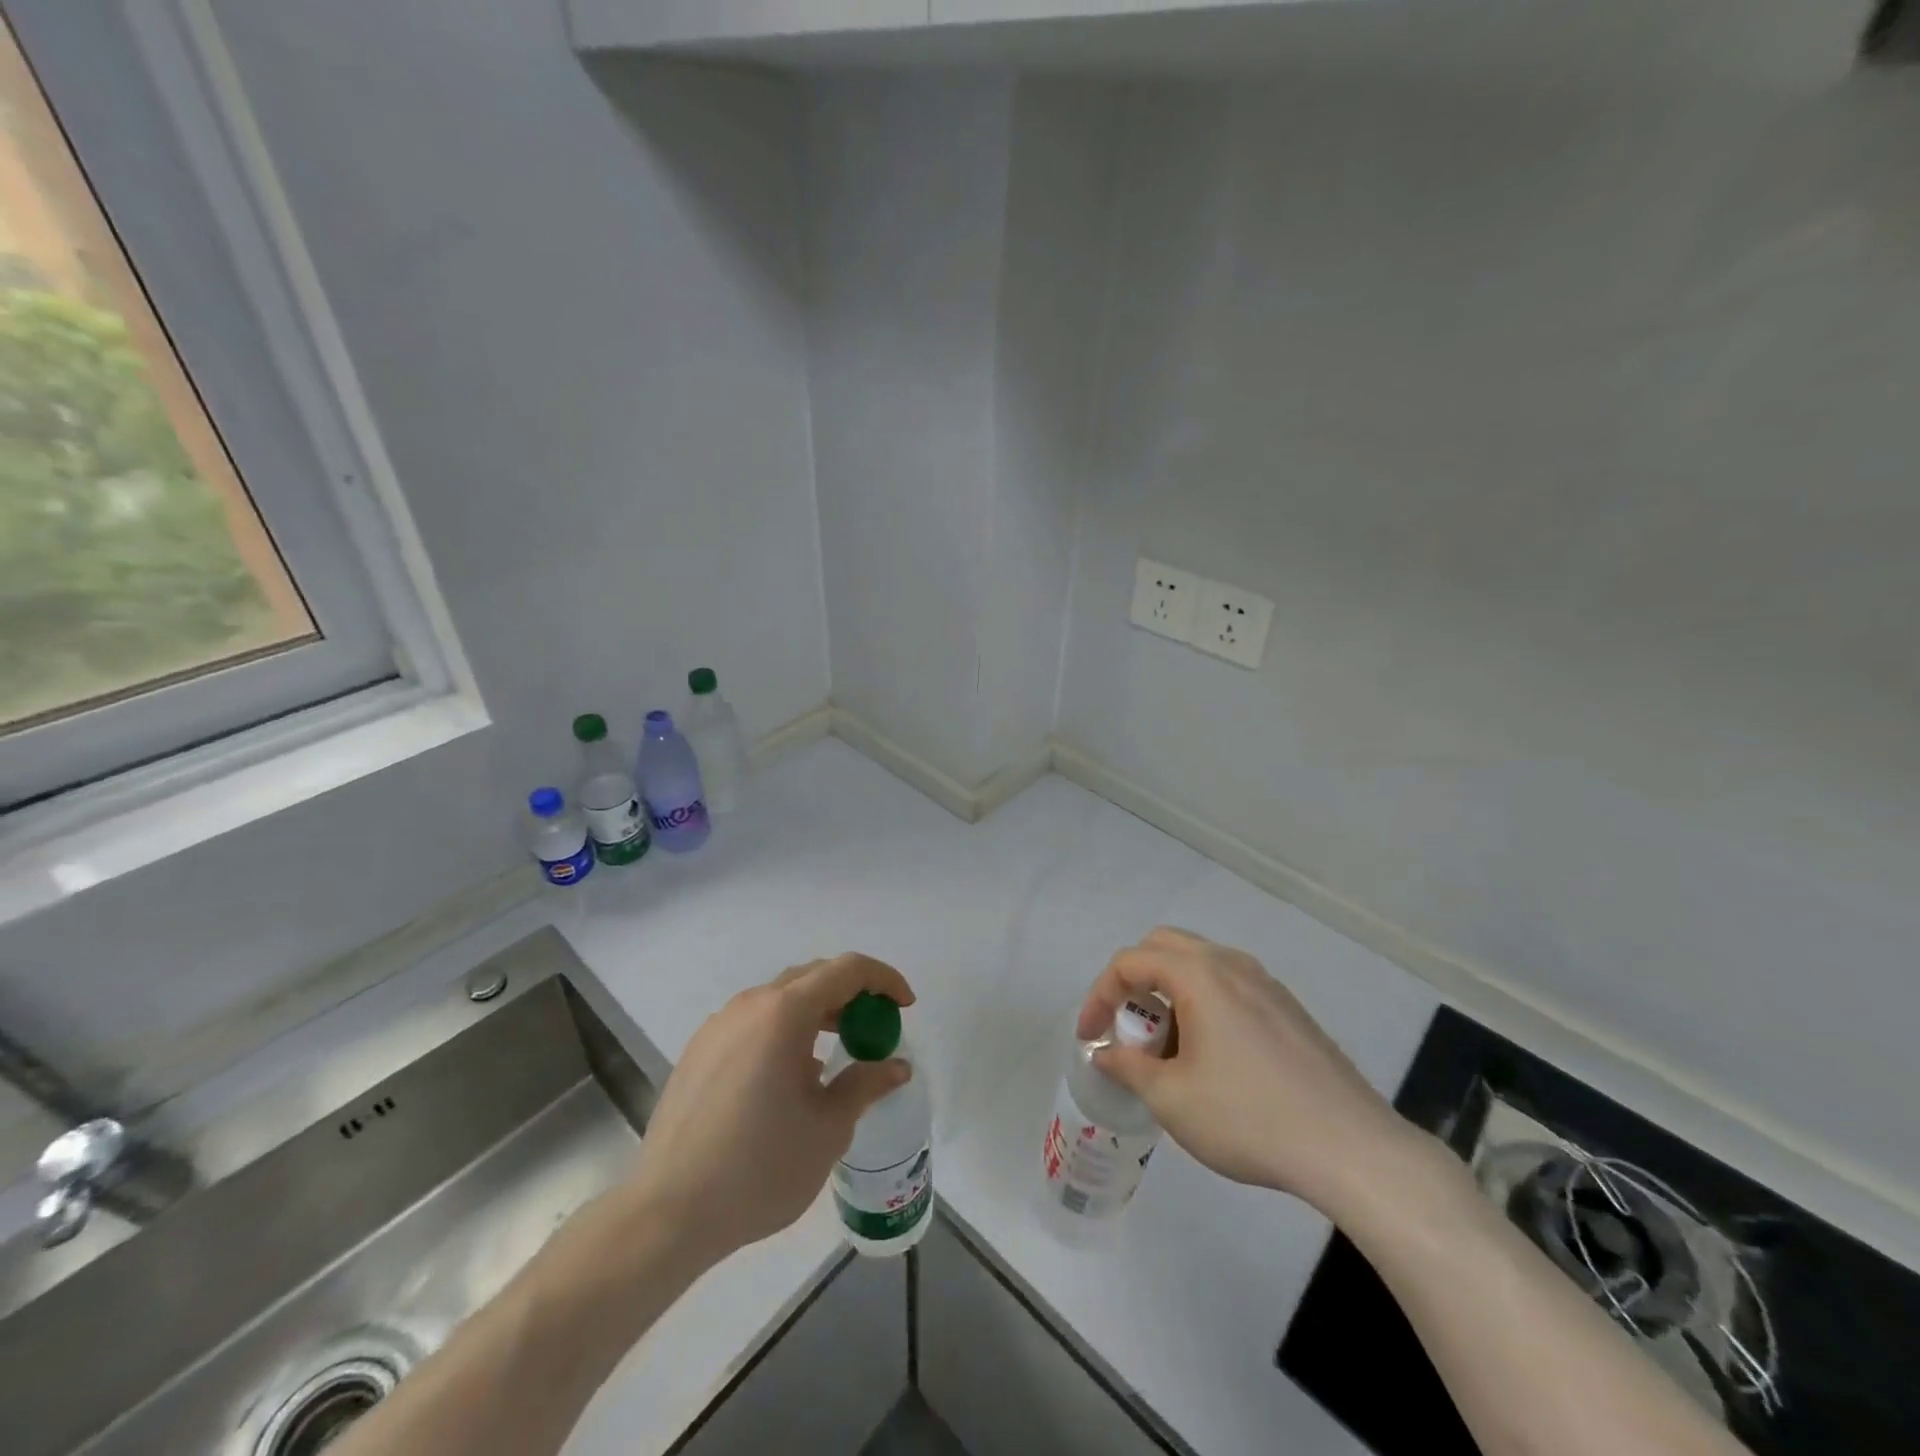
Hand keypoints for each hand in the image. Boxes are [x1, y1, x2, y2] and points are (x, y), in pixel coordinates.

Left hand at [625, 954, 914, 1261]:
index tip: (905, 1006)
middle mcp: (750, 1005)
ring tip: (836, 1052)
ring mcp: (719, 1025)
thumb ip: (865, 1085)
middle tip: (874, 1029)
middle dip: (851, 994)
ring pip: (781, 998)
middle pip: (813, 976)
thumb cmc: (758, 1168)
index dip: (883, 979)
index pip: (846, 970)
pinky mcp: (699, 1050)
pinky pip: (754, 1021)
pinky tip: (790, 1075)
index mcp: (784, 1013)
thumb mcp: (828, 1129)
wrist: (667, 1213)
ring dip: (817, 1012)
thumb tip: (897, 1066)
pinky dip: (785, 1030)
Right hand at [1077, 927, 1419, 1215]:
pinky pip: (1230, 987)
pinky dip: (1202, 1005)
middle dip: (1133, 983)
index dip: (1099, 997)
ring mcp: (1266, 984)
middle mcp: (1231, 964)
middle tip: (1127, 1028)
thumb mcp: (1171, 1098)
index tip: (1091, 1039)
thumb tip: (1106, 1053)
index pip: (1129, 963)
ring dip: (1169, 994)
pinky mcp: (1289, 1009)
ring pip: (1200, 966)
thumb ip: (1128, 1066)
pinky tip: (1211, 1059)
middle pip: (1164, 948)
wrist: (1352, 1148)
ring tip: (1166, 1050)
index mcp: (1199, 974)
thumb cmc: (1249, 1117)